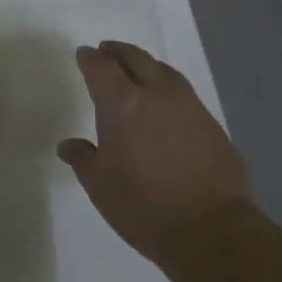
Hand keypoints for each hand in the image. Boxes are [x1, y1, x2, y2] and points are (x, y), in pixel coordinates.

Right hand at [59, 41, 253, 268]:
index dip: (89, 59)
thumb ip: (83, 159)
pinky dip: (168, 87)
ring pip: (163, 70)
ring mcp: (188, 106)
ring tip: (137, 70)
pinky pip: (184, 92)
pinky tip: (166, 103)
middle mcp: (155, 94)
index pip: (100, 67)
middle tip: (107, 51)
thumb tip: (68, 145)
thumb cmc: (144, 206)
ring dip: (145, 65)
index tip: (83, 55)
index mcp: (121, 103)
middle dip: (117, 52)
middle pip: (134, 58)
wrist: (213, 230)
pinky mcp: (212, 123)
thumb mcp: (100, 186)